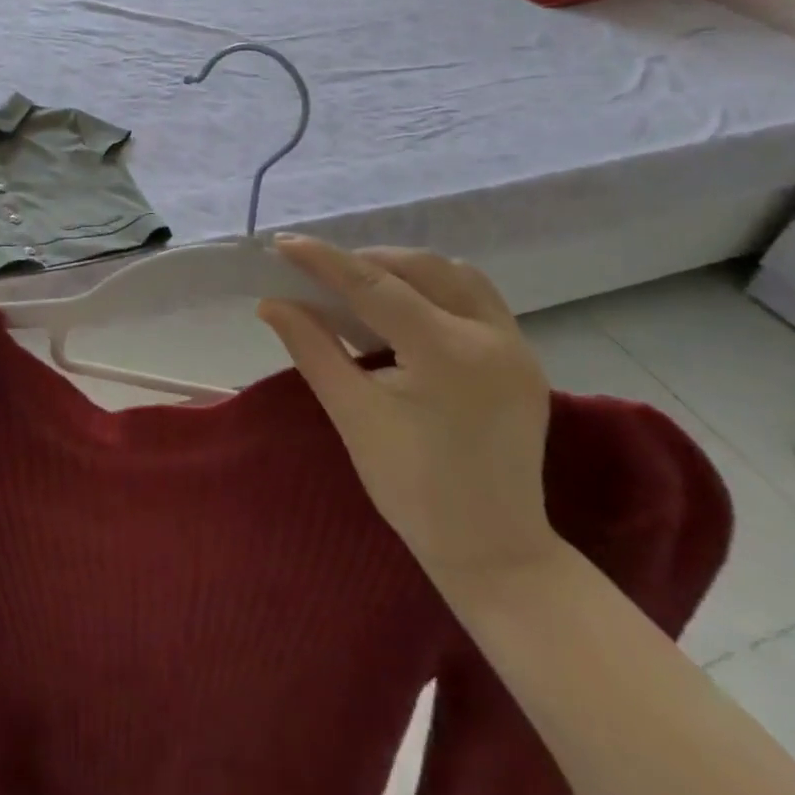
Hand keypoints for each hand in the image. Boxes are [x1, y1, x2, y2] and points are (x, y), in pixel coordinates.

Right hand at [259, 238, 558, 588]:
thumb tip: (271, 303)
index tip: (284, 244)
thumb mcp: (353, 413)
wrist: (493, 550)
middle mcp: (491, 337)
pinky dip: (434, 288)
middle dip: (365, 261)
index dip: (326, 261)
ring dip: (404, 270)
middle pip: (420, 268)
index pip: (376, 287)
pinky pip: (477, 297)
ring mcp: (516, 346)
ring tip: (361, 287)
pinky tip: (404, 309)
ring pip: (454, 275)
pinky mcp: (523, 358)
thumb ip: (312, 347)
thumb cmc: (412, 488)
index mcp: (448, 355)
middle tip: (320, 274)